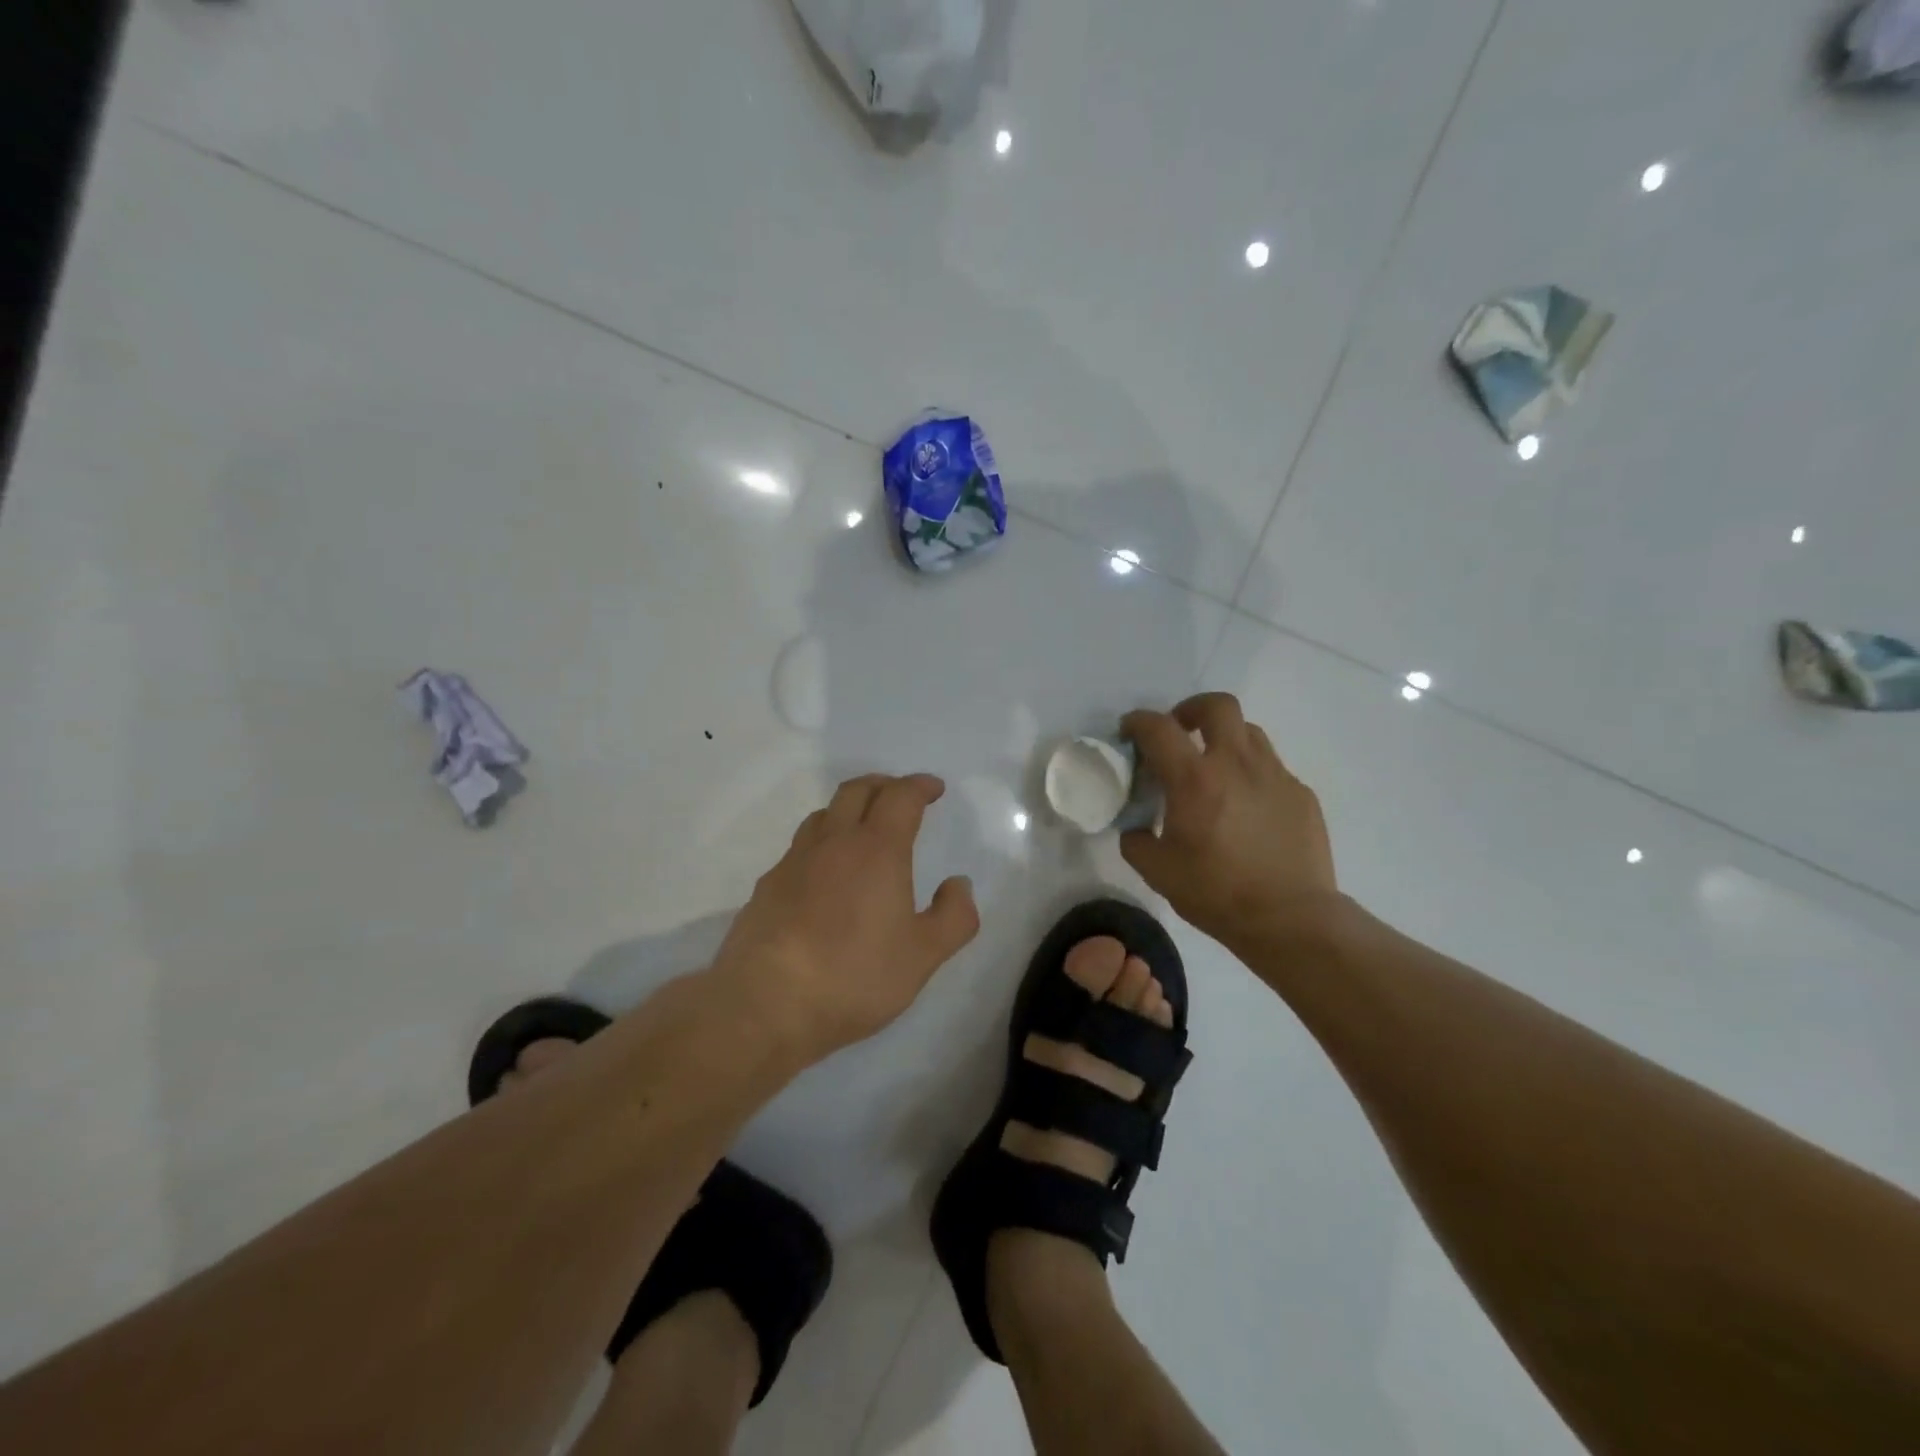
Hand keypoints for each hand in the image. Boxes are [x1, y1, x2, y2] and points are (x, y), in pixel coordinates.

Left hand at [711, 773, 979, 1063]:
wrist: (766, 1004)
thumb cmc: (854, 976)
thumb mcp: (923, 956)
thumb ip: (953, 916)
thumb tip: (958, 884)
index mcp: (877, 849)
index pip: (900, 796)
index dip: (920, 786)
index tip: (934, 789)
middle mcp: (833, 843)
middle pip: (856, 790)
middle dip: (883, 784)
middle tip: (900, 796)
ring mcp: (793, 862)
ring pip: (823, 815)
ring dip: (848, 810)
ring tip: (862, 830)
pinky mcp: (767, 887)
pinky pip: (799, 849)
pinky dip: (821, 846)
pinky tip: (824, 877)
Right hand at [1120, 693, 1339, 949]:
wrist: (1291, 919)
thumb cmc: (1217, 893)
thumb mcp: (1157, 871)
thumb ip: (1137, 839)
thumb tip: (1138, 827)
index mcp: (1194, 779)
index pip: (1158, 728)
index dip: (1138, 722)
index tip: (1129, 732)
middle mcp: (1236, 764)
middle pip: (1217, 705)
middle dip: (1191, 709)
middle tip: (1180, 732)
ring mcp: (1275, 775)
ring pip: (1248, 732)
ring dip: (1224, 739)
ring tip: (1214, 768)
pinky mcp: (1301, 794)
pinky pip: (1271, 768)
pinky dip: (1251, 775)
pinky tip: (1246, 808)